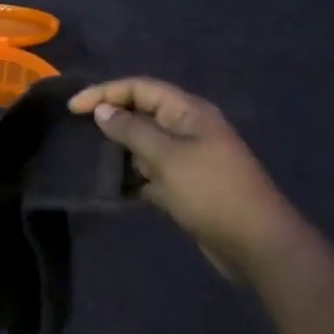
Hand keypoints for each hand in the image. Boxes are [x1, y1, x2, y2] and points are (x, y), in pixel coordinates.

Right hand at [68, 77, 287, 275]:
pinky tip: (114, 186)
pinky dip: (134, 176)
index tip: (74, 108)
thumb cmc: (211, 191)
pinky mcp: (188, 185)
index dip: (105, 92)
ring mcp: (189, 158)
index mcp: (187, 111)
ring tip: (90, 159)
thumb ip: (131, 131)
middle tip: (79, 130)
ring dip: (121, 150)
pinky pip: (153, 171)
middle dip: (111, 119)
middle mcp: (188, 128)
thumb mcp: (166, 157)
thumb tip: (103, 111)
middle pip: (142, 112)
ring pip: (146, 144)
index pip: (139, 88)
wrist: (258, 245)